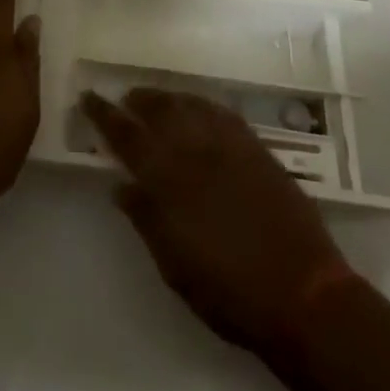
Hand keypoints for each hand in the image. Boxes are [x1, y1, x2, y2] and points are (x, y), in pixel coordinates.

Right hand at [83, 88, 354, 356]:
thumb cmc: (228, 291)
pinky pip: (221, 113)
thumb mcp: (174, 265)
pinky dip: (202, 104)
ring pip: (189, 105)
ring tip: (155, 98)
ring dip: (167, 98)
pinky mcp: (256, 148)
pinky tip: (198, 107)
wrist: (302, 293)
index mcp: (167, 179)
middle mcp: (194, 150)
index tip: (87, 97)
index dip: (103, 114)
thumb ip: (145, 218)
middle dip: (136, 100)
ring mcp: (228, 145)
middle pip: (158, 110)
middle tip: (123, 97)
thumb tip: (120, 185)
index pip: (125, 135)